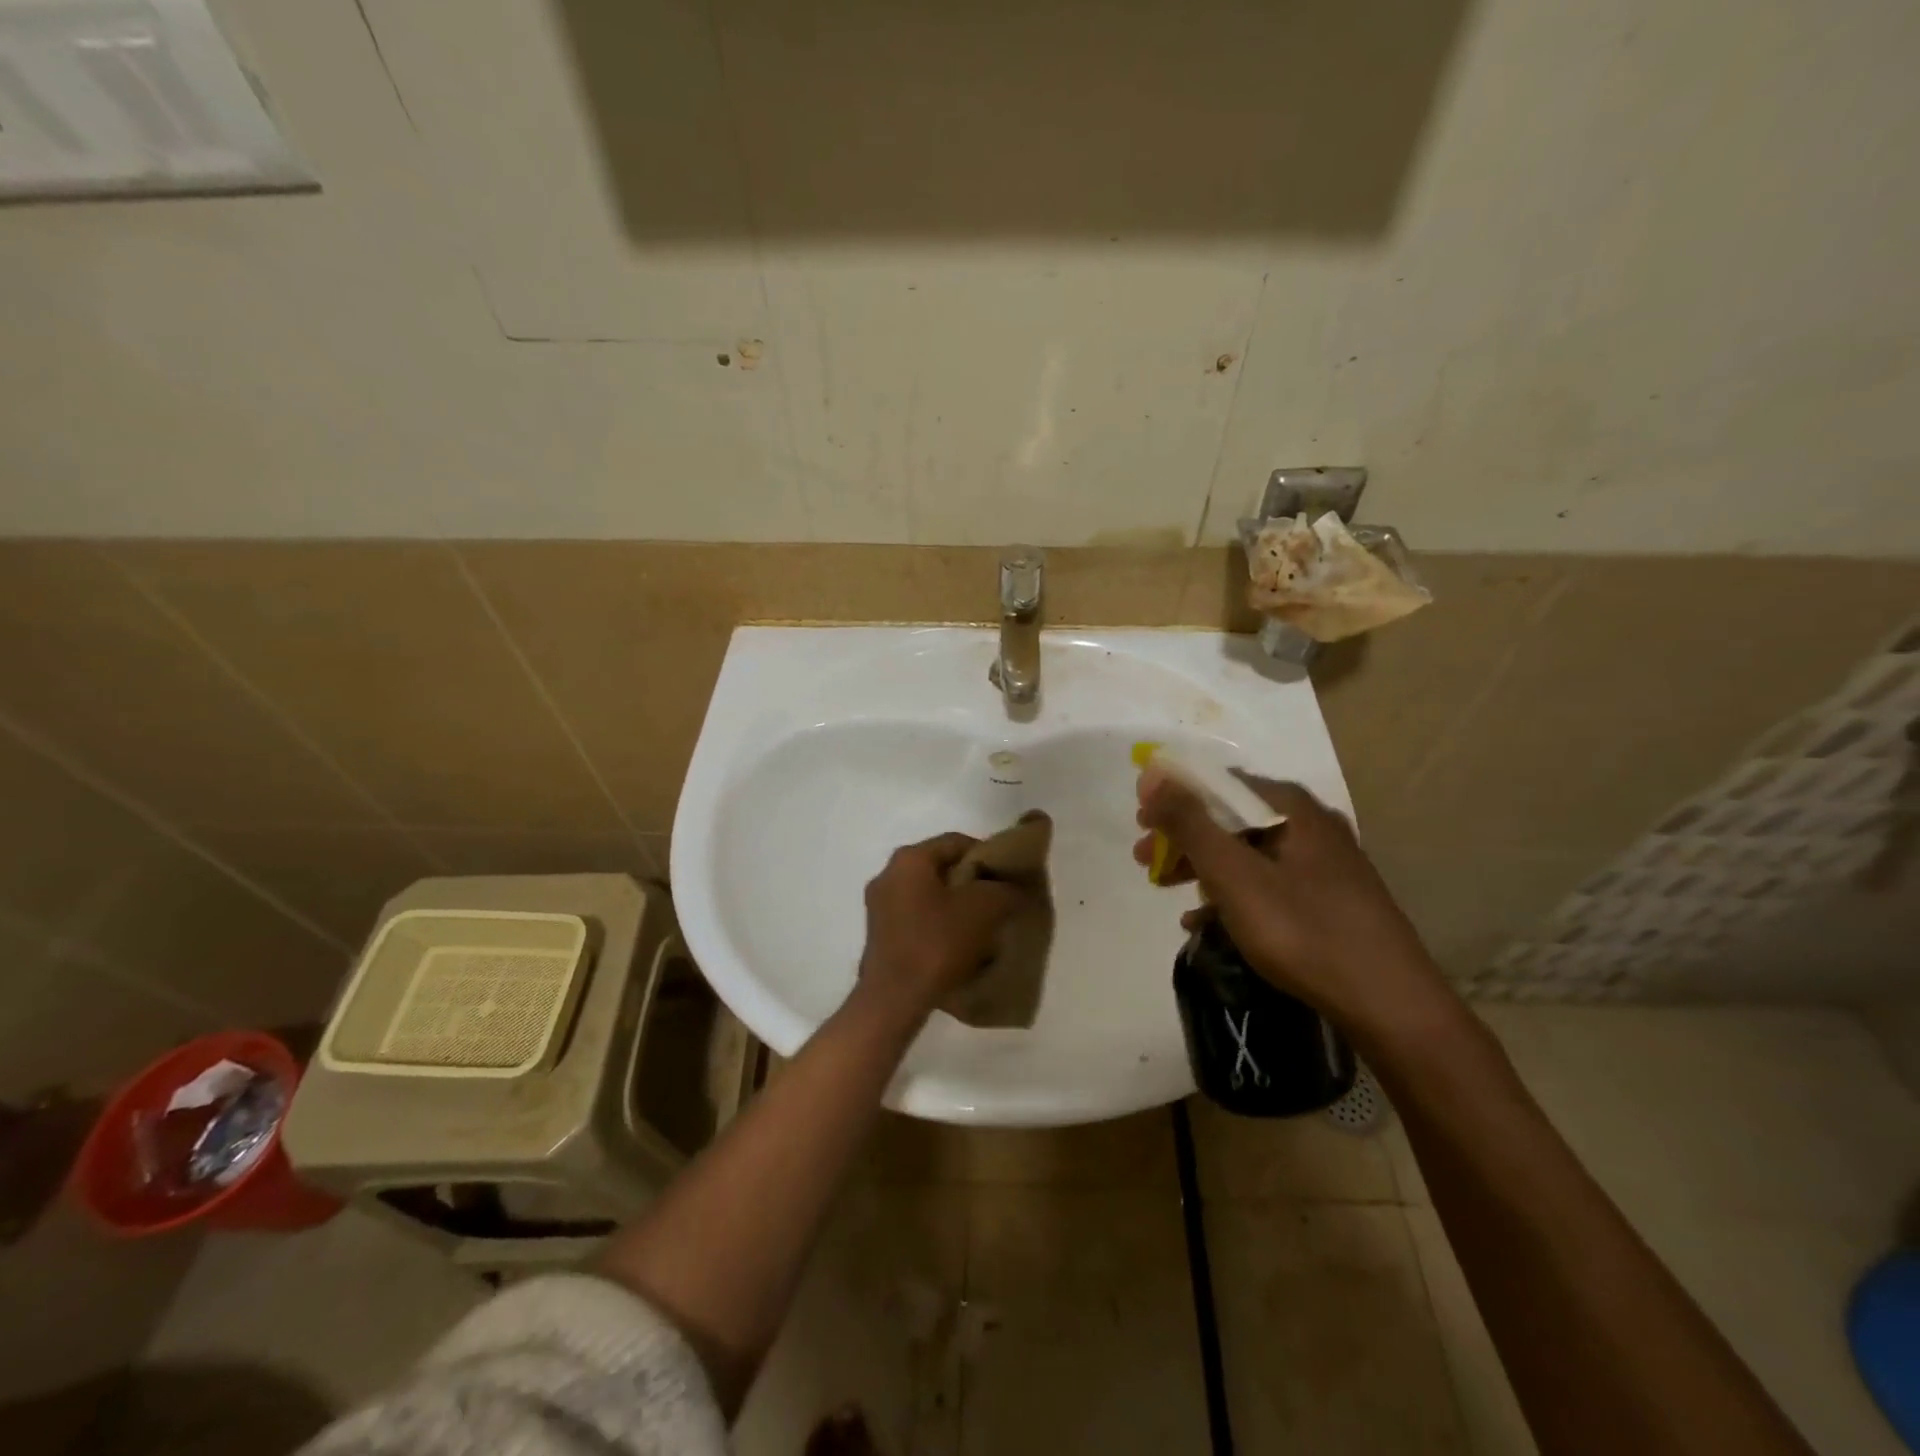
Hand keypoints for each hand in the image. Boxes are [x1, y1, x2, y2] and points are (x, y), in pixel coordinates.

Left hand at [856, 833, 1023, 1022]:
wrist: (894, 999)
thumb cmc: (938, 943)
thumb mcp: (985, 909)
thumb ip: (1005, 889)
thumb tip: (1013, 887)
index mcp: (909, 859)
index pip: (957, 842)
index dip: (988, 855)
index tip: (1007, 877)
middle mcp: (888, 874)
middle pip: (941, 868)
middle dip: (971, 882)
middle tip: (998, 901)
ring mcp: (879, 905)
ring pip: (929, 894)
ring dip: (955, 905)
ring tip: (981, 927)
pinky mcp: (879, 934)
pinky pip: (917, 917)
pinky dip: (938, 923)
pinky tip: (957, 945)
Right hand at [1134, 768, 1451, 1037]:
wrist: (1390, 1004)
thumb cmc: (1303, 930)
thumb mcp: (1234, 874)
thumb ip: (1190, 822)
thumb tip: (1153, 773)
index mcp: (1290, 806)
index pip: (1218, 782)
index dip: (1173, 797)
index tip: (1141, 824)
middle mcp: (1309, 823)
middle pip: (1230, 817)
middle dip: (1183, 837)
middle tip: (1145, 861)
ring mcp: (1323, 862)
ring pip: (1247, 851)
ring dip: (1202, 866)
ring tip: (1167, 890)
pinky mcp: (1329, 898)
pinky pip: (1266, 882)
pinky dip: (1231, 894)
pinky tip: (1204, 922)